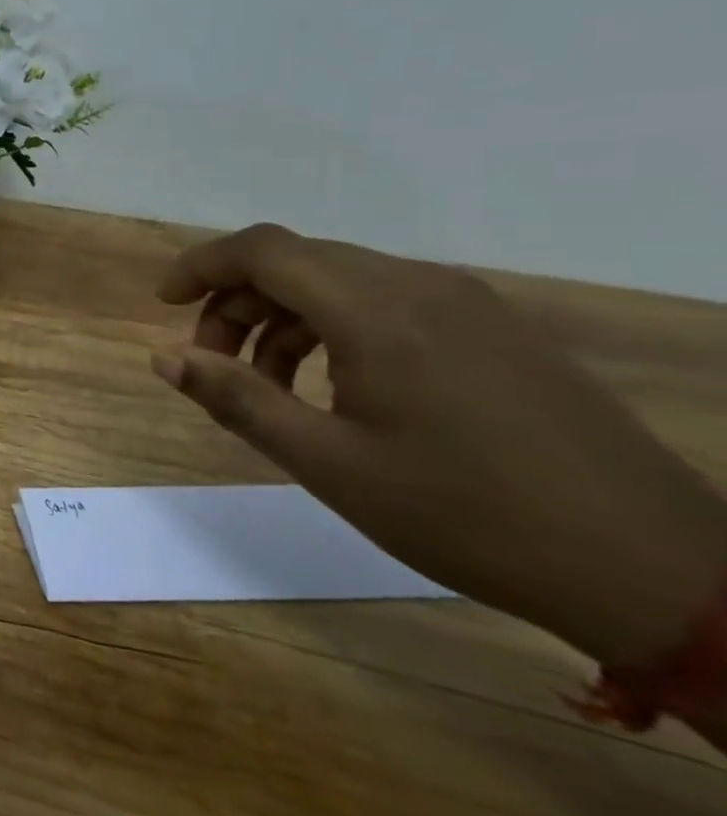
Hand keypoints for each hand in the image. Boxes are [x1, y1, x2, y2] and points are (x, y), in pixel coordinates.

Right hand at [152, 224, 726, 665]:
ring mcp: (467, 304)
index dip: (202, 265)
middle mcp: (420, 286)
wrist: (651, 566)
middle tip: (213, 365)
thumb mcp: (327, 463)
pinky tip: (338, 388)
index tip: (165, 304)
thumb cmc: (464, 513)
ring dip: (285, 319)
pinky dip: (335, 328)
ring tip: (271, 387)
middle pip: (298, 262)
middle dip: (237, 303)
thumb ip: (236, 399)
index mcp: (375, 311)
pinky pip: (389, 302)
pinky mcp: (496, 330)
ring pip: (342, 281)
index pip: (263, 250)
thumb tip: (165, 357)